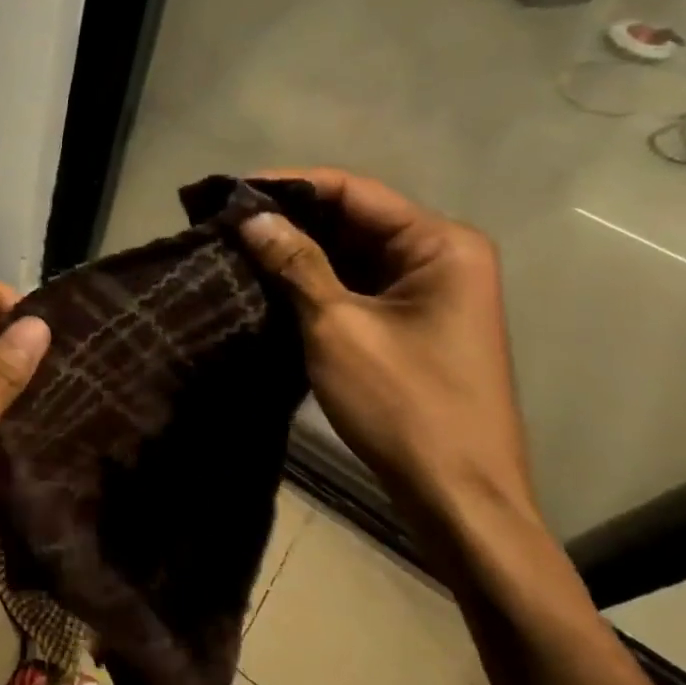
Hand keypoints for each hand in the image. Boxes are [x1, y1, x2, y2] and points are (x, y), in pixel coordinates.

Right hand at [237, 168, 533, 521]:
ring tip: (236, 245)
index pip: (353, 191)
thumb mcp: (338, 327)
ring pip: (352, 252)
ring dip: (299, 250)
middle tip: (226, 220)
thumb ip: (294, 263)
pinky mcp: (413, 321)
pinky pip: (358, 283)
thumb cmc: (405, 405)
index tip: (231, 191)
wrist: (459, 499)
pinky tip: (268, 279)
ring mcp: (429, 290)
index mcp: (440, 244)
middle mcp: (441, 255)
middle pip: (354, 218)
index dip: (289, 186)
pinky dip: (316, 280)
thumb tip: (249, 216)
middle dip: (291, 218)